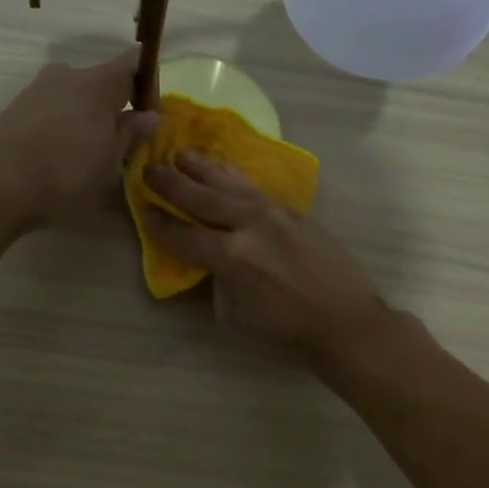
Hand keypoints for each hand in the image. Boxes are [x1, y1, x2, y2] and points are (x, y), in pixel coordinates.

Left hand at [0, 50, 159, 228]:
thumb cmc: (66, 175)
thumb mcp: (110, 164)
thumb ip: (130, 135)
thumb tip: (149, 116)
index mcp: (99, 82)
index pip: (134, 61)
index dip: (148, 81)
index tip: (151, 112)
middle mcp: (68, 74)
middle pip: (102, 81)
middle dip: (116, 106)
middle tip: (122, 143)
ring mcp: (38, 88)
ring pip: (75, 96)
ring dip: (87, 118)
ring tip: (89, 155)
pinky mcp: (16, 107)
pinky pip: (52, 109)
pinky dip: (63, 126)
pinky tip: (60, 157)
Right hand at [141, 151, 387, 366]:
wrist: (346, 323)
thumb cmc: (287, 334)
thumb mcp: (235, 319)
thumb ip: (217, 284)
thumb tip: (213, 264)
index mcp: (230, 258)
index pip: (183, 235)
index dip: (158, 223)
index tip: (141, 208)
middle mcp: (248, 226)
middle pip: (202, 198)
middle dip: (171, 184)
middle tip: (149, 168)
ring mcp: (274, 214)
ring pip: (231, 184)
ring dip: (203, 168)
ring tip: (182, 154)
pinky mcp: (295, 213)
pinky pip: (256, 189)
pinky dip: (235, 177)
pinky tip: (225, 170)